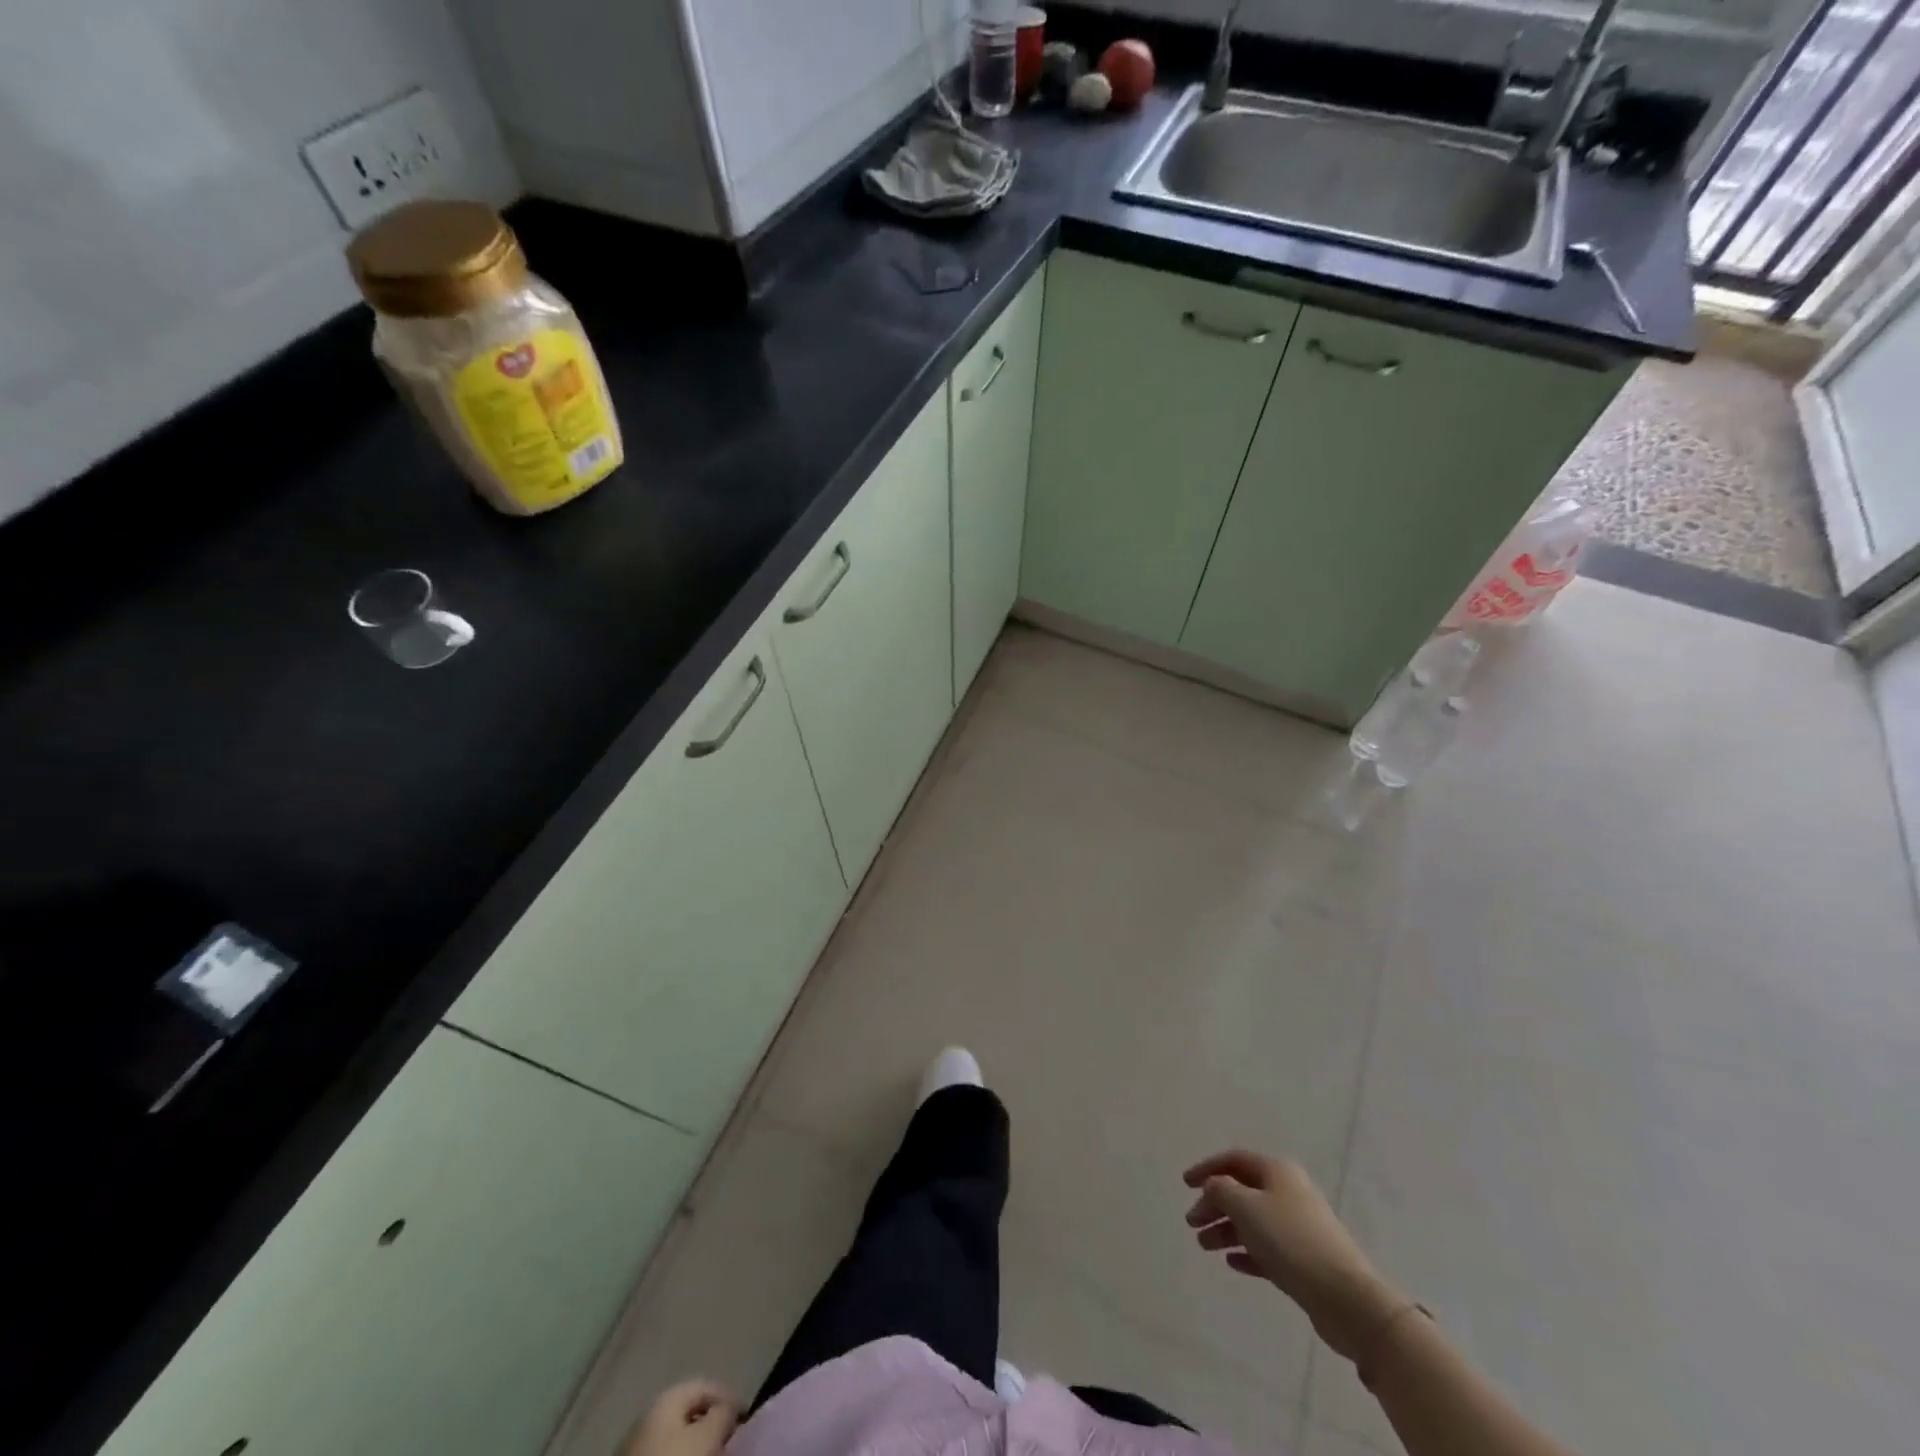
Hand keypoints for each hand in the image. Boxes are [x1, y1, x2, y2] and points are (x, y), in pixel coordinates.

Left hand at [623, 1380, 740, 1455]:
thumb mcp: (707, 1435)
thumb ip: (724, 1412)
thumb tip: (730, 1406)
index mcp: (668, 1394)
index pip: (707, 1384)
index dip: (729, 1397)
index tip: (745, 1417)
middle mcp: (651, 1409)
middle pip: (690, 1409)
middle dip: (712, 1419)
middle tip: (730, 1435)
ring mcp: (637, 1440)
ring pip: (677, 1433)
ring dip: (697, 1439)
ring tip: (713, 1451)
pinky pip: (666, 1450)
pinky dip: (682, 1452)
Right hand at [1183, 1150, 1404, 1361]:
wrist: (1346, 1298)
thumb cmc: (1291, 1241)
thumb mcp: (1246, 1207)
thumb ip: (1221, 1191)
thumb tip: (1214, 1187)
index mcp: (1277, 1172)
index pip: (1234, 1160)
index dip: (1207, 1168)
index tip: (1185, 1184)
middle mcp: (1288, 1193)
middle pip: (1242, 1191)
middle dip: (1214, 1204)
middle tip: (1192, 1223)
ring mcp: (1298, 1227)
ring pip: (1253, 1221)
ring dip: (1226, 1230)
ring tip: (1204, 1246)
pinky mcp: (1304, 1260)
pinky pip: (1267, 1249)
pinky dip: (1247, 1251)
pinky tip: (1231, 1262)